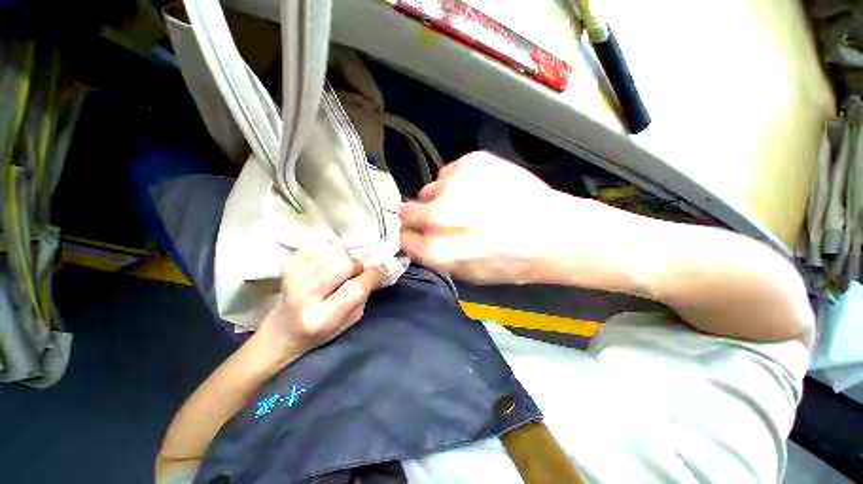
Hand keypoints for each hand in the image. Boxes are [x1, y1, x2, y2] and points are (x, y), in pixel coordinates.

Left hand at [258, 244, 383, 360]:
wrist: (284, 328)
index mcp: (322, 318)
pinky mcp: (287, 263)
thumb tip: (377, 267)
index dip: (373, 274)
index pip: (356, 288)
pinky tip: (326, 263)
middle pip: (345, 263)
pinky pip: (320, 243)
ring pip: (335, 249)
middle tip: (356, 272)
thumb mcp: (351, 319)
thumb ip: (364, 294)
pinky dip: (330, 250)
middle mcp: (304, 296)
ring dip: (344, 256)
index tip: (382, 268)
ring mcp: (292, 276)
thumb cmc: (323, 329)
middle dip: (357, 265)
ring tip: (340, 268)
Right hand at [399, 151, 566, 283]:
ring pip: (429, 189)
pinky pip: (450, 172)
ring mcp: (453, 186)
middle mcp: (438, 216)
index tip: (420, 234)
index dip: (413, 236)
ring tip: (467, 203)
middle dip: (419, 216)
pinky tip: (480, 190)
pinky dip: (459, 182)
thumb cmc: (513, 262)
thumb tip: (421, 241)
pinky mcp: (470, 163)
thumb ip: (437, 257)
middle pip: (407, 210)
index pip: (404, 237)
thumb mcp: (469, 274)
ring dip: (441, 198)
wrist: (553, 232)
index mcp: (436, 249)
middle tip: (440, 217)